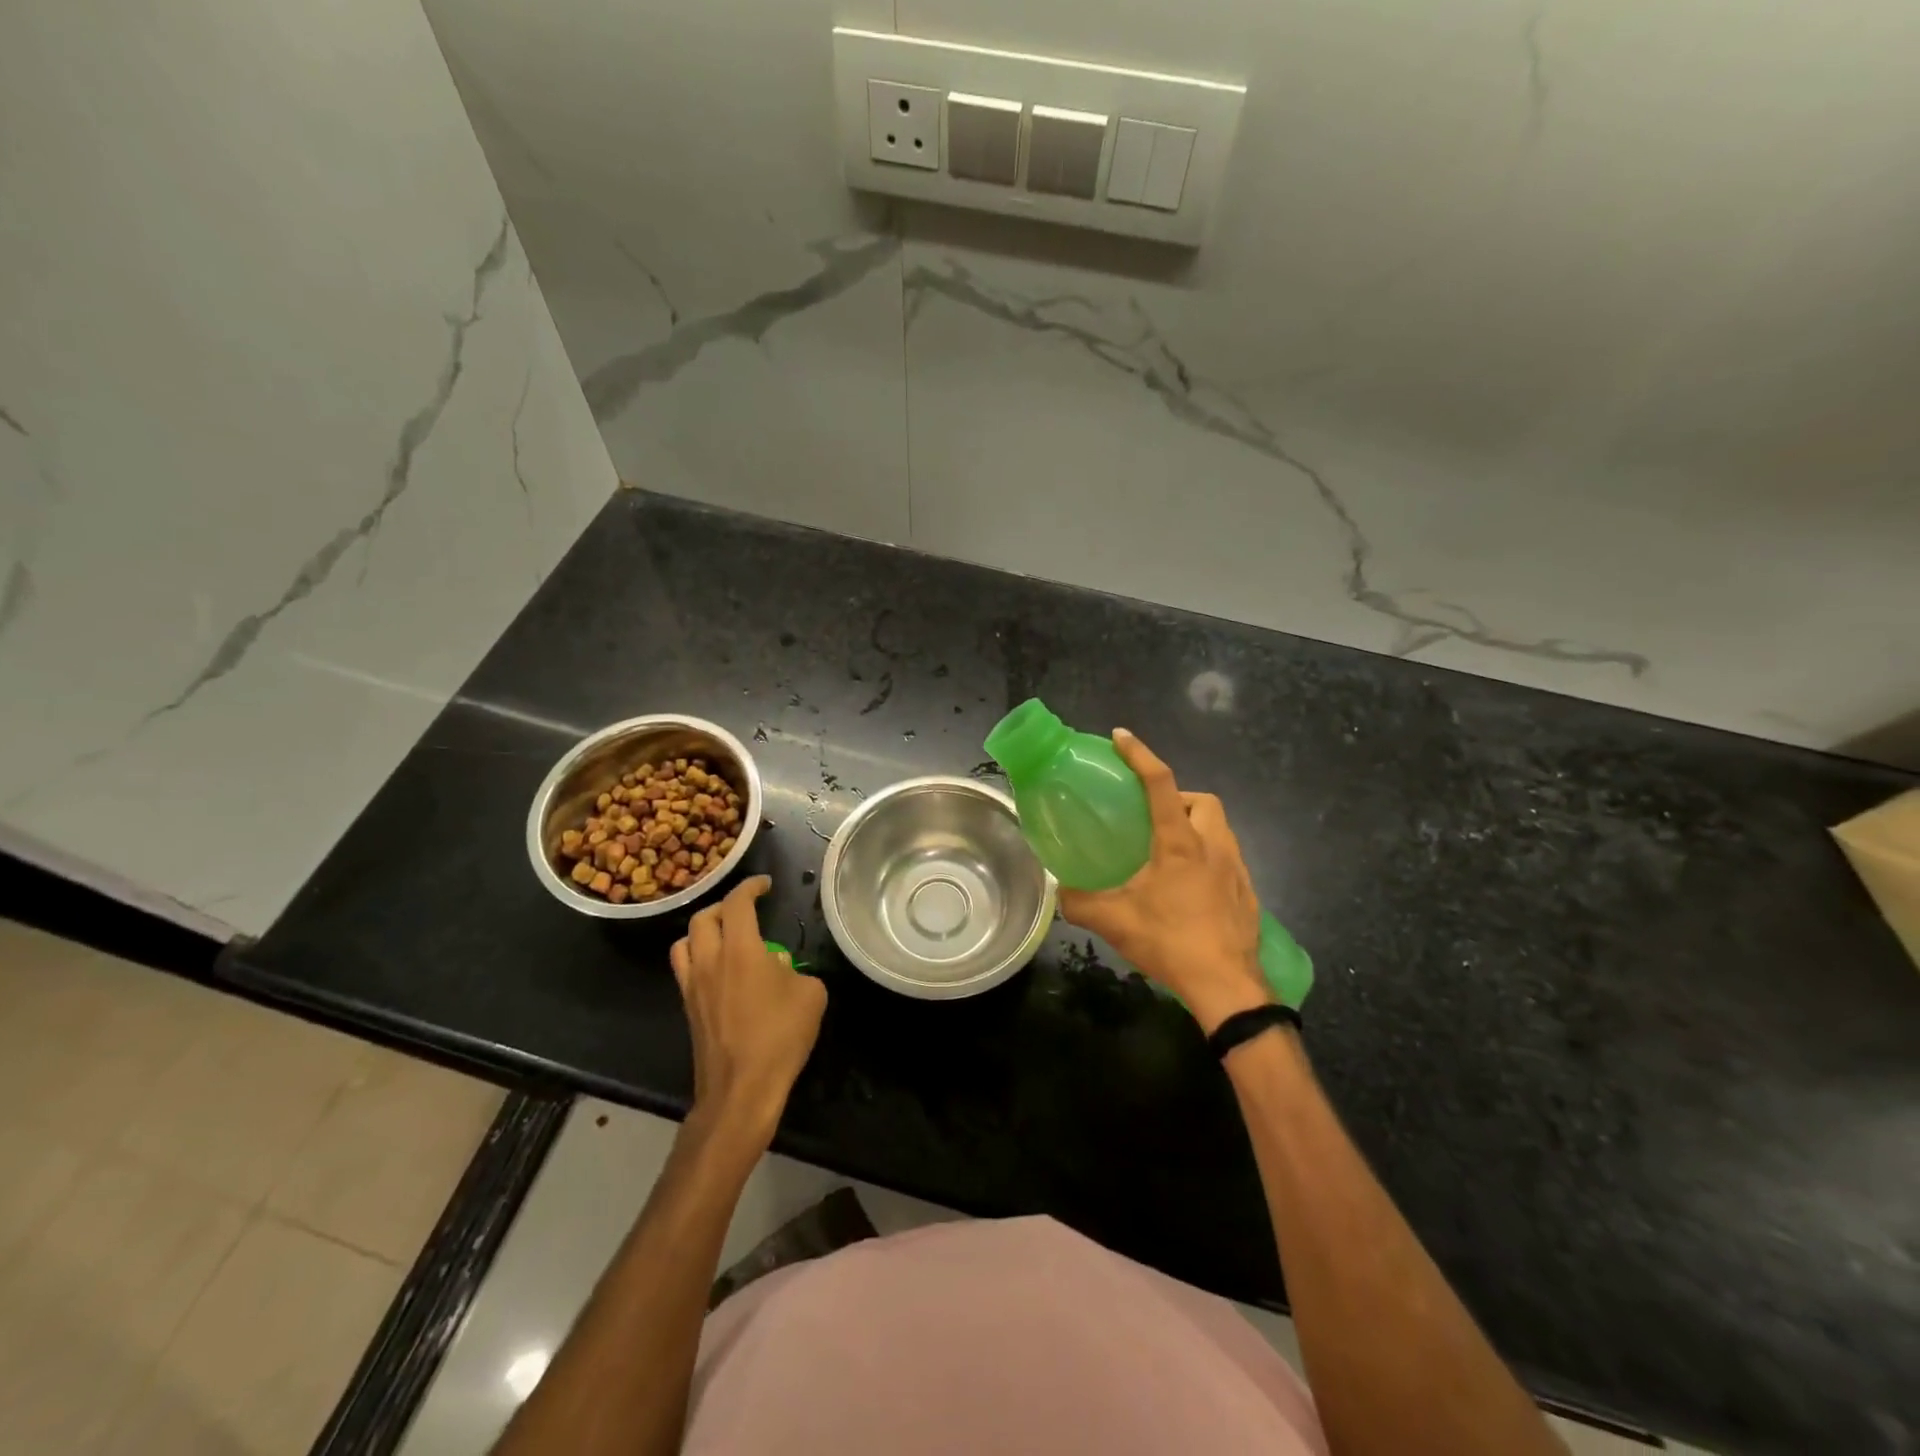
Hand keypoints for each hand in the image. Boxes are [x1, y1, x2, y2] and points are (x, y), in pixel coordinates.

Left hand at [670, 876, 826, 1144]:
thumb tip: (780, 967)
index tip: (765, 884)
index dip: (751, 887)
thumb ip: (796, 970)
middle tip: (746, 910)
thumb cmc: (780, 1038)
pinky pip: (685, 969)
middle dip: (725, 906)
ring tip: (725, 936)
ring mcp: (693, 986)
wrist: (741, 1090)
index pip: (737, 903)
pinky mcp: (687, 1009)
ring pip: (685, 942)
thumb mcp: (811, 995)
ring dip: (703, 930)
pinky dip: (699, 957)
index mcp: (740, 950)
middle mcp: (709, 961)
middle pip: (704, 917)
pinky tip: (721, 971)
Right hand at [1057, 730, 1271, 1034]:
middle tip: (1152, 818)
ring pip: (1219, 827)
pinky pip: (1228, 857)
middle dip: (1178, 797)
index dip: (1139, 754)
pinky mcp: (1247, 893)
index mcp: (1180, 842)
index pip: (1160, 783)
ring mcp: (1236, 869)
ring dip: (1195, 826)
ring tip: (1168, 852)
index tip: (1121, 737)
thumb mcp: (1115, 921)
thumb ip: (1080, 902)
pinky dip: (1208, 857)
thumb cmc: (1171, 942)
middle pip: (1202, 800)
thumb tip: (1059, 891)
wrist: (1227, 985)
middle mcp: (1213, 846)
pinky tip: (1189, 887)